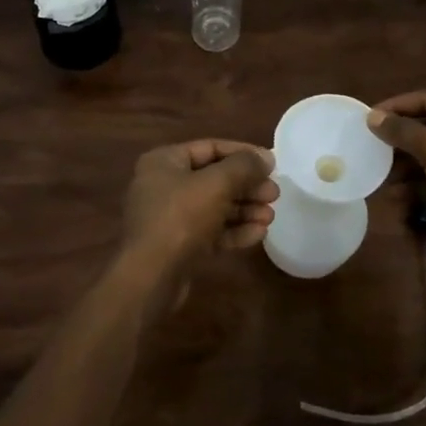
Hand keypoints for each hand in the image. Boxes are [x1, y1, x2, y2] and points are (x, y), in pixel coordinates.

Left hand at [120, 139, 277, 279]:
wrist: (151, 278)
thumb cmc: (181, 218)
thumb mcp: (216, 184)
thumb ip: (243, 166)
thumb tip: (266, 157)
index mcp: (164, 161)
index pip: (210, 148)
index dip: (243, 153)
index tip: (271, 164)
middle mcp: (164, 185)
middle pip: (214, 178)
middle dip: (247, 186)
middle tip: (274, 194)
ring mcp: (170, 217)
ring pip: (214, 206)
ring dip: (244, 210)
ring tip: (270, 216)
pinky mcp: (178, 245)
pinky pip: (210, 231)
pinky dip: (233, 230)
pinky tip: (258, 234)